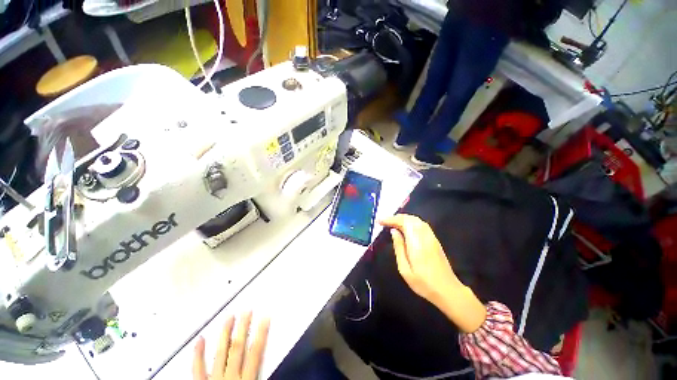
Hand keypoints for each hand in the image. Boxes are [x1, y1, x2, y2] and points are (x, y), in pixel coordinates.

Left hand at [193, 312, 269, 379]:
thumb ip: (263, 379)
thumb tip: (281, 372)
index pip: (255, 353)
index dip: (261, 334)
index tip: (265, 316)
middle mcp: (230, 378)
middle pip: (238, 348)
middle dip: (243, 328)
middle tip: (247, 309)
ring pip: (220, 353)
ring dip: (225, 334)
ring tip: (229, 316)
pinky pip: (197, 370)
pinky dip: (198, 354)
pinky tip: (200, 339)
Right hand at [379, 215, 461, 304]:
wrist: (448, 290)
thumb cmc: (423, 283)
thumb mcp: (405, 269)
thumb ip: (399, 247)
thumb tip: (393, 231)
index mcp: (416, 242)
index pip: (403, 222)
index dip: (390, 219)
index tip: (379, 221)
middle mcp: (425, 236)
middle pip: (410, 218)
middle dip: (396, 217)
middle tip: (384, 221)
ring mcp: (431, 237)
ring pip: (416, 220)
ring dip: (403, 218)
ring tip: (392, 222)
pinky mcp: (434, 240)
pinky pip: (421, 224)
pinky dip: (410, 221)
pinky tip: (405, 227)